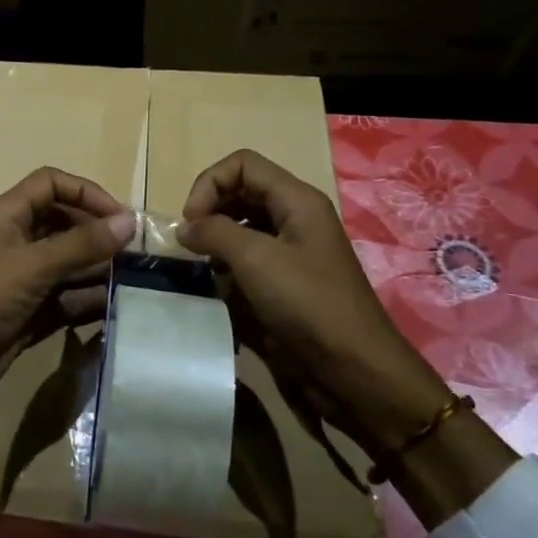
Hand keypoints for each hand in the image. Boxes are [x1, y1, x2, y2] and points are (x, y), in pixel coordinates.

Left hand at [0, 167, 135, 421]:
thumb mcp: (33, 265)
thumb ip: (82, 244)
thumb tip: (130, 221)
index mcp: (7, 215)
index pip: (51, 184)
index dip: (86, 193)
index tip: (120, 218)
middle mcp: (16, 241)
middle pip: (64, 224)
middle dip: (98, 235)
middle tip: (136, 254)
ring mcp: (23, 280)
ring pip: (69, 264)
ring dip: (98, 270)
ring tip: (135, 281)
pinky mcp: (29, 314)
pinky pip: (67, 298)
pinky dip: (89, 301)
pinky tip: (116, 307)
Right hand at [176, 149, 448, 454]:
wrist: (354, 372)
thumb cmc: (309, 305)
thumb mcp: (256, 259)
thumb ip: (214, 232)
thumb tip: (184, 228)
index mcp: (296, 200)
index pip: (242, 164)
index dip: (209, 184)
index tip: (190, 221)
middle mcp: (294, 218)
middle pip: (240, 192)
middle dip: (209, 211)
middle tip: (189, 243)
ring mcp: (290, 252)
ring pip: (241, 226)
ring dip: (215, 240)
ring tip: (199, 265)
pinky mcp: (284, 283)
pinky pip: (246, 260)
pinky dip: (226, 266)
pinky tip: (217, 287)